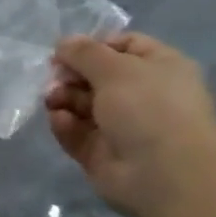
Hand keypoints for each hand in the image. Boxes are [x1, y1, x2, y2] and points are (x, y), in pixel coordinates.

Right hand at [44, 31, 215, 216]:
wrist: (163, 174)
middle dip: (71, 75)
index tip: (67, 51)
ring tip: (52, 100)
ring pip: (83, 105)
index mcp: (159, 68)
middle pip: (97, 76)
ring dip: (63, 98)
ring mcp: (122, 126)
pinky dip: (65, 125)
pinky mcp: (101, 153)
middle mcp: (142, 95)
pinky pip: (77, 133)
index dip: (94, 46)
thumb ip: (84, 52)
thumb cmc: (148, 108)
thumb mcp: (115, 68)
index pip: (124, 46)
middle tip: (54, 78)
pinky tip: (60, 120)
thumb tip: (63, 43)